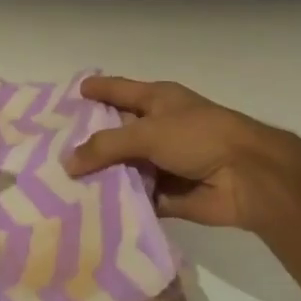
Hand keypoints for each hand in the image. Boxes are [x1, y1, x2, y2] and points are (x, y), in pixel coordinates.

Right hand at [64, 75, 300, 234]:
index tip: (71, 93)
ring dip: (102, 176)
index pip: (118, 90)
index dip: (96, 90)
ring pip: (125, 167)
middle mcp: (159, 127)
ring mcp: (164, 161)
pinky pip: (138, 196)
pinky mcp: (169, 194)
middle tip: (52, 150)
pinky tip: (90, 209)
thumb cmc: (199, 137)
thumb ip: (106, 146)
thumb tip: (68, 162)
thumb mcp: (148, 132)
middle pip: (117, 132)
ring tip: (62, 184)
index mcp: (157, 100)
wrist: (249, 177)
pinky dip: (121, 202)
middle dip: (89, 141)